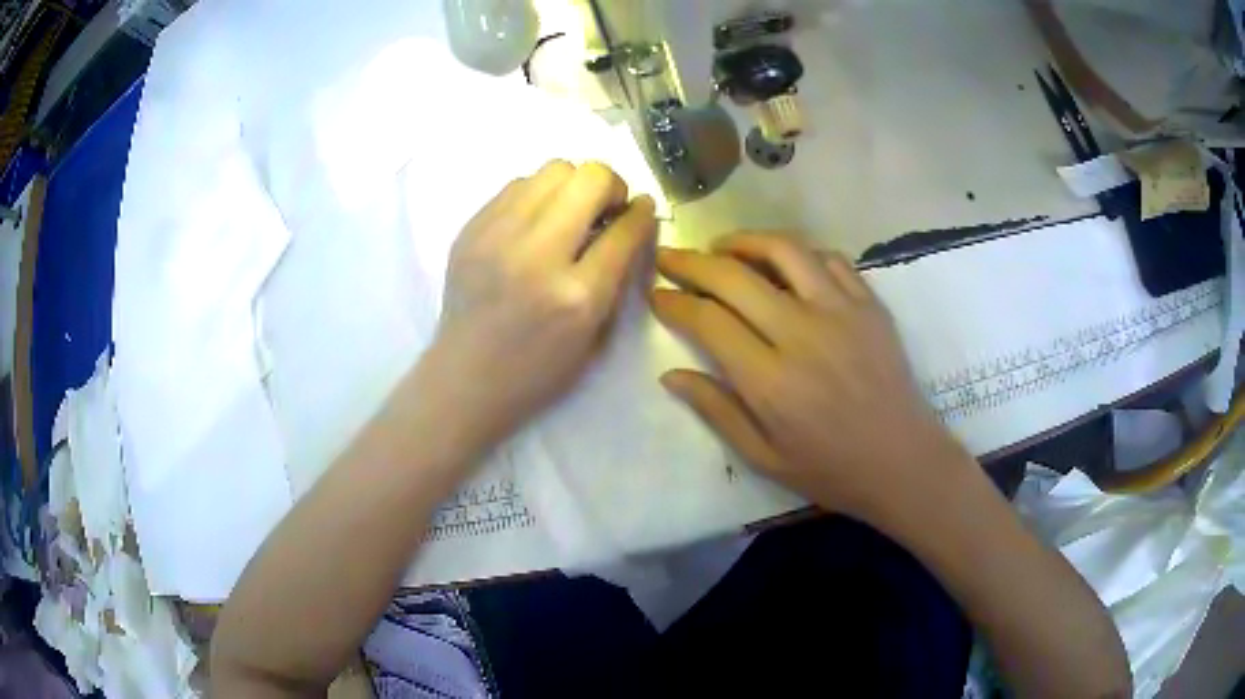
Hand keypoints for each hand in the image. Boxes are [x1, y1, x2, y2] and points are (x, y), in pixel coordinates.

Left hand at [416, 160, 656, 457]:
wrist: (465, 377)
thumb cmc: (537, 370)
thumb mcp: (595, 338)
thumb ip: (618, 277)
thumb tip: (630, 222)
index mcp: (577, 295)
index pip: (625, 229)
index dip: (642, 212)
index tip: (642, 208)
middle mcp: (538, 255)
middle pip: (590, 178)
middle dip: (610, 186)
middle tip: (604, 209)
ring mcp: (498, 236)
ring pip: (553, 169)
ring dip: (573, 185)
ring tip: (568, 212)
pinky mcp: (471, 229)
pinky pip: (517, 184)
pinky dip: (537, 195)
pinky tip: (534, 222)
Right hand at [652, 232, 970, 524]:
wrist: (902, 461)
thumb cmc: (830, 469)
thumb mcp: (763, 457)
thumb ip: (716, 411)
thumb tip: (670, 374)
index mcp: (771, 380)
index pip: (708, 320)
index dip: (674, 302)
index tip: (657, 294)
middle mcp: (802, 333)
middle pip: (735, 276)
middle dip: (692, 262)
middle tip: (671, 258)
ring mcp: (841, 311)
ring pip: (784, 250)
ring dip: (744, 241)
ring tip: (722, 247)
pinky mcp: (869, 304)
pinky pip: (829, 259)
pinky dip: (799, 252)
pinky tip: (785, 263)